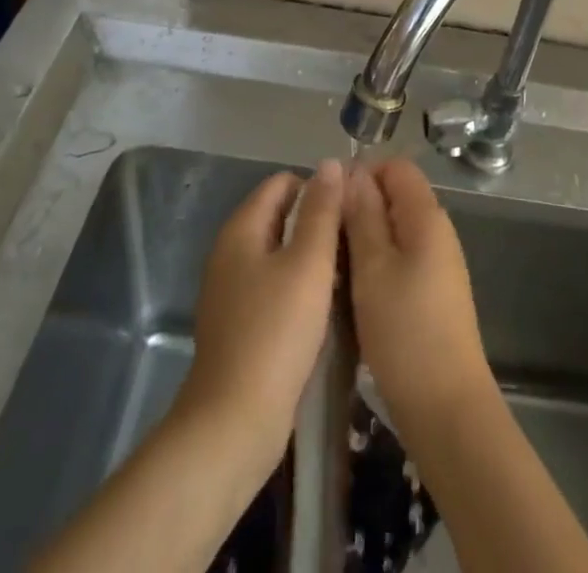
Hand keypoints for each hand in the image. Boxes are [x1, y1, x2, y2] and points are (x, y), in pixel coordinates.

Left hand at [179, 160, 344, 464]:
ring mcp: (232, 291)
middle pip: (281, 216)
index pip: (282, 183)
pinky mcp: (240, 325)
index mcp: (241, 230)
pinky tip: (326, 305)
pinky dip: (299, 286)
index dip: (318, 186)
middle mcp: (231, 253)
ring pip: (280, 254)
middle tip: (356, 238)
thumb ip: (322, 211)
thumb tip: (331, 164)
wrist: (233, 424)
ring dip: (312, 256)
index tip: (351, 206)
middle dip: (318, 221)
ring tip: (349, 269)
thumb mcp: (309, 264)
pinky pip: (275, 286)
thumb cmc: (275, 333)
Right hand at [343, 159, 498, 443]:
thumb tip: (352, 172)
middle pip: (395, 197)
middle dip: (359, 208)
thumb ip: (362, 216)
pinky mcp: (433, 293)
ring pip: (395, 231)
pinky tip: (354, 290)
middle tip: (325, 236)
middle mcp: (437, 231)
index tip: (329, 201)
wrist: (446, 407)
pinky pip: (401, 259)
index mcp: (426, 216)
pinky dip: (376, 264)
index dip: (362, 174)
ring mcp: (438, 264)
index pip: (396, 167)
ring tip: (333, 264)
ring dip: (364, 239)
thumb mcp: (373, 268)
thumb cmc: (405, 331)